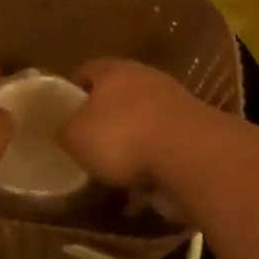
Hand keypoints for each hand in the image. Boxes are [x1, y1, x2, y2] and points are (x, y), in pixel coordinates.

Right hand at [57, 58, 217, 191]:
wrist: (191, 154)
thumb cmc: (123, 136)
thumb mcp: (75, 136)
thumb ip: (66, 130)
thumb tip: (67, 131)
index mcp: (114, 70)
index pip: (87, 70)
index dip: (72, 90)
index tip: (63, 112)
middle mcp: (147, 78)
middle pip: (119, 94)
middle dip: (105, 117)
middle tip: (89, 143)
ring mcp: (176, 103)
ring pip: (144, 120)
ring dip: (132, 142)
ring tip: (116, 171)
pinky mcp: (196, 131)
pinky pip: (165, 147)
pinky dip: (154, 163)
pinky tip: (144, 188)